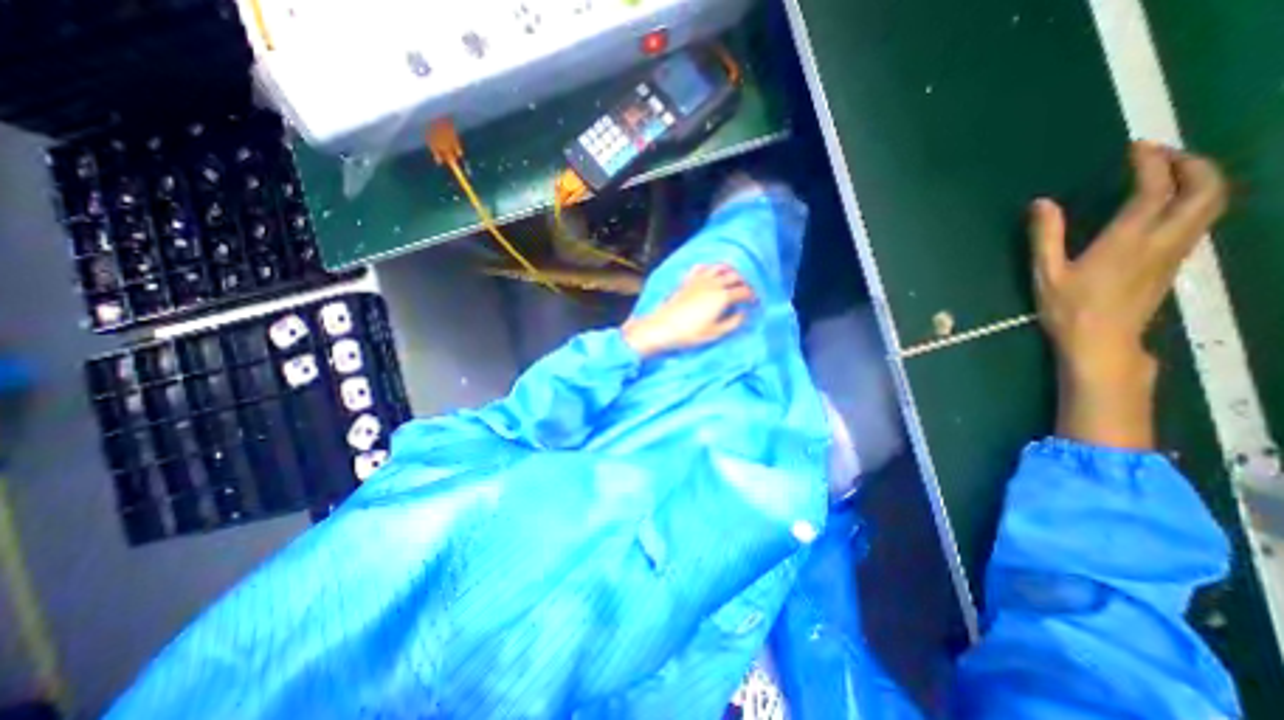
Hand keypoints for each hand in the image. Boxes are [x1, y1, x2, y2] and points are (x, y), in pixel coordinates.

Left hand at [619, 264, 753, 355]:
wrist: (663, 327)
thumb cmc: (690, 333)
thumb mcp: (715, 332)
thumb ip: (733, 322)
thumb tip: (743, 314)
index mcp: (723, 297)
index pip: (744, 291)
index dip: (753, 296)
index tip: (755, 302)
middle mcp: (713, 284)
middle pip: (735, 276)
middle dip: (744, 282)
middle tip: (747, 290)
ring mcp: (699, 280)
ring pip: (720, 268)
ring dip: (729, 271)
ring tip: (732, 277)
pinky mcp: (687, 281)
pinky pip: (701, 267)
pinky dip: (709, 267)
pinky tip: (710, 272)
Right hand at [1029, 141, 1227, 450]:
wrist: (1102, 341)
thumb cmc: (1068, 309)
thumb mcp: (1046, 274)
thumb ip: (1046, 236)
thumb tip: (1042, 203)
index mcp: (1129, 240)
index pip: (1155, 189)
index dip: (1150, 163)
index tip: (1135, 148)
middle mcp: (1164, 240)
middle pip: (1206, 189)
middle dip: (1193, 163)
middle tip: (1163, 154)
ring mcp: (1176, 252)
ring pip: (1213, 203)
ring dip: (1201, 179)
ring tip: (1170, 173)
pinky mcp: (1175, 263)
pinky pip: (1200, 220)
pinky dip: (1193, 200)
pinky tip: (1167, 205)